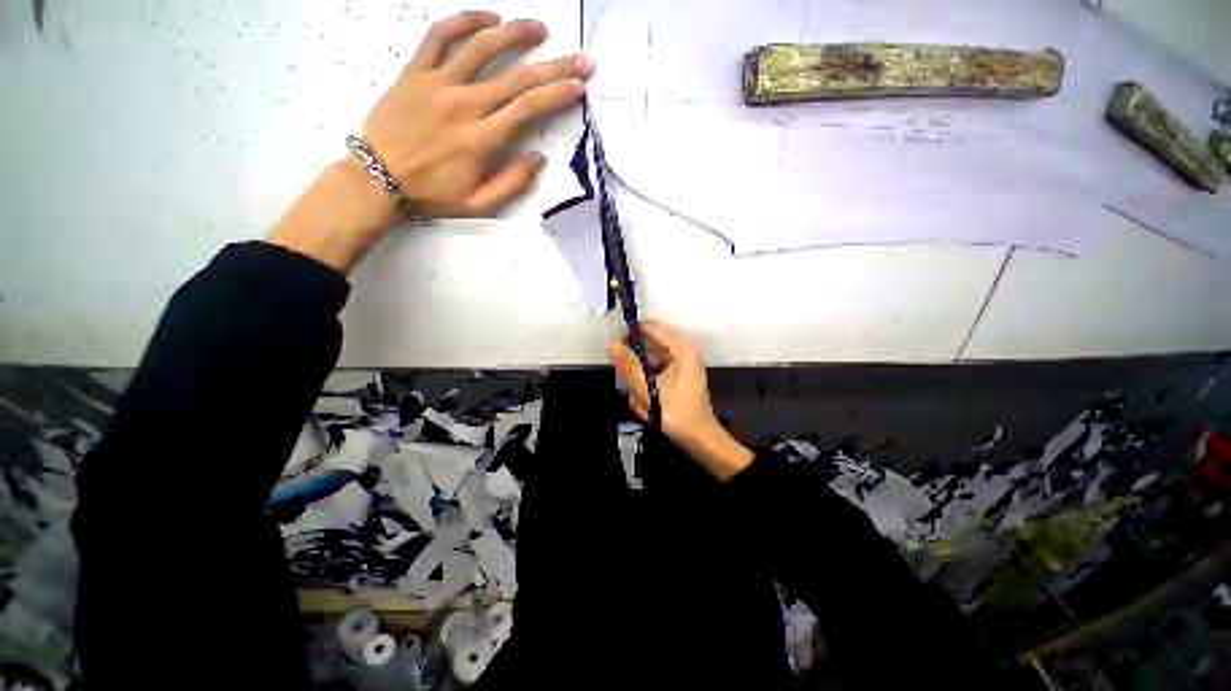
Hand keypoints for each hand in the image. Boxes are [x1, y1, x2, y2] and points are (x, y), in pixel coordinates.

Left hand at [269, 11, 591, 273]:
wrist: (378, 178)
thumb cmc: (433, 194)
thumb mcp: (480, 205)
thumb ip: (513, 183)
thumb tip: (539, 158)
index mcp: (482, 140)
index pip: (528, 109)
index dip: (557, 95)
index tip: (579, 86)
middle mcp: (464, 105)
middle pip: (517, 78)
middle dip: (554, 67)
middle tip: (579, 59)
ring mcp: (437, 83)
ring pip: (481, 47)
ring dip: (515, 34)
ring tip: (539, 28)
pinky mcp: (415, 72)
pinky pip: (439, 36)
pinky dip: (464, 21)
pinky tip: (487, 18)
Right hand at [608, 323, 754, 480]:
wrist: (700, 439)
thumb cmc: (680, 414)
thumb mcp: (650, 390)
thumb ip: (629, 367)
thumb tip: (611, 345)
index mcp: (682, 348)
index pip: (650, 328)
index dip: (630, 335)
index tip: (614, 349)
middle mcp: (682, 351)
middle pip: (646, 349)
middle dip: (635, 371)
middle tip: (633, 390)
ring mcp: (678, 364)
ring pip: (646, 365)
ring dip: (640, 385)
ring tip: (645, 405)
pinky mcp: (674, 375)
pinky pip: (652, 375)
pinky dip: (646, 389)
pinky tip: (648, 407)